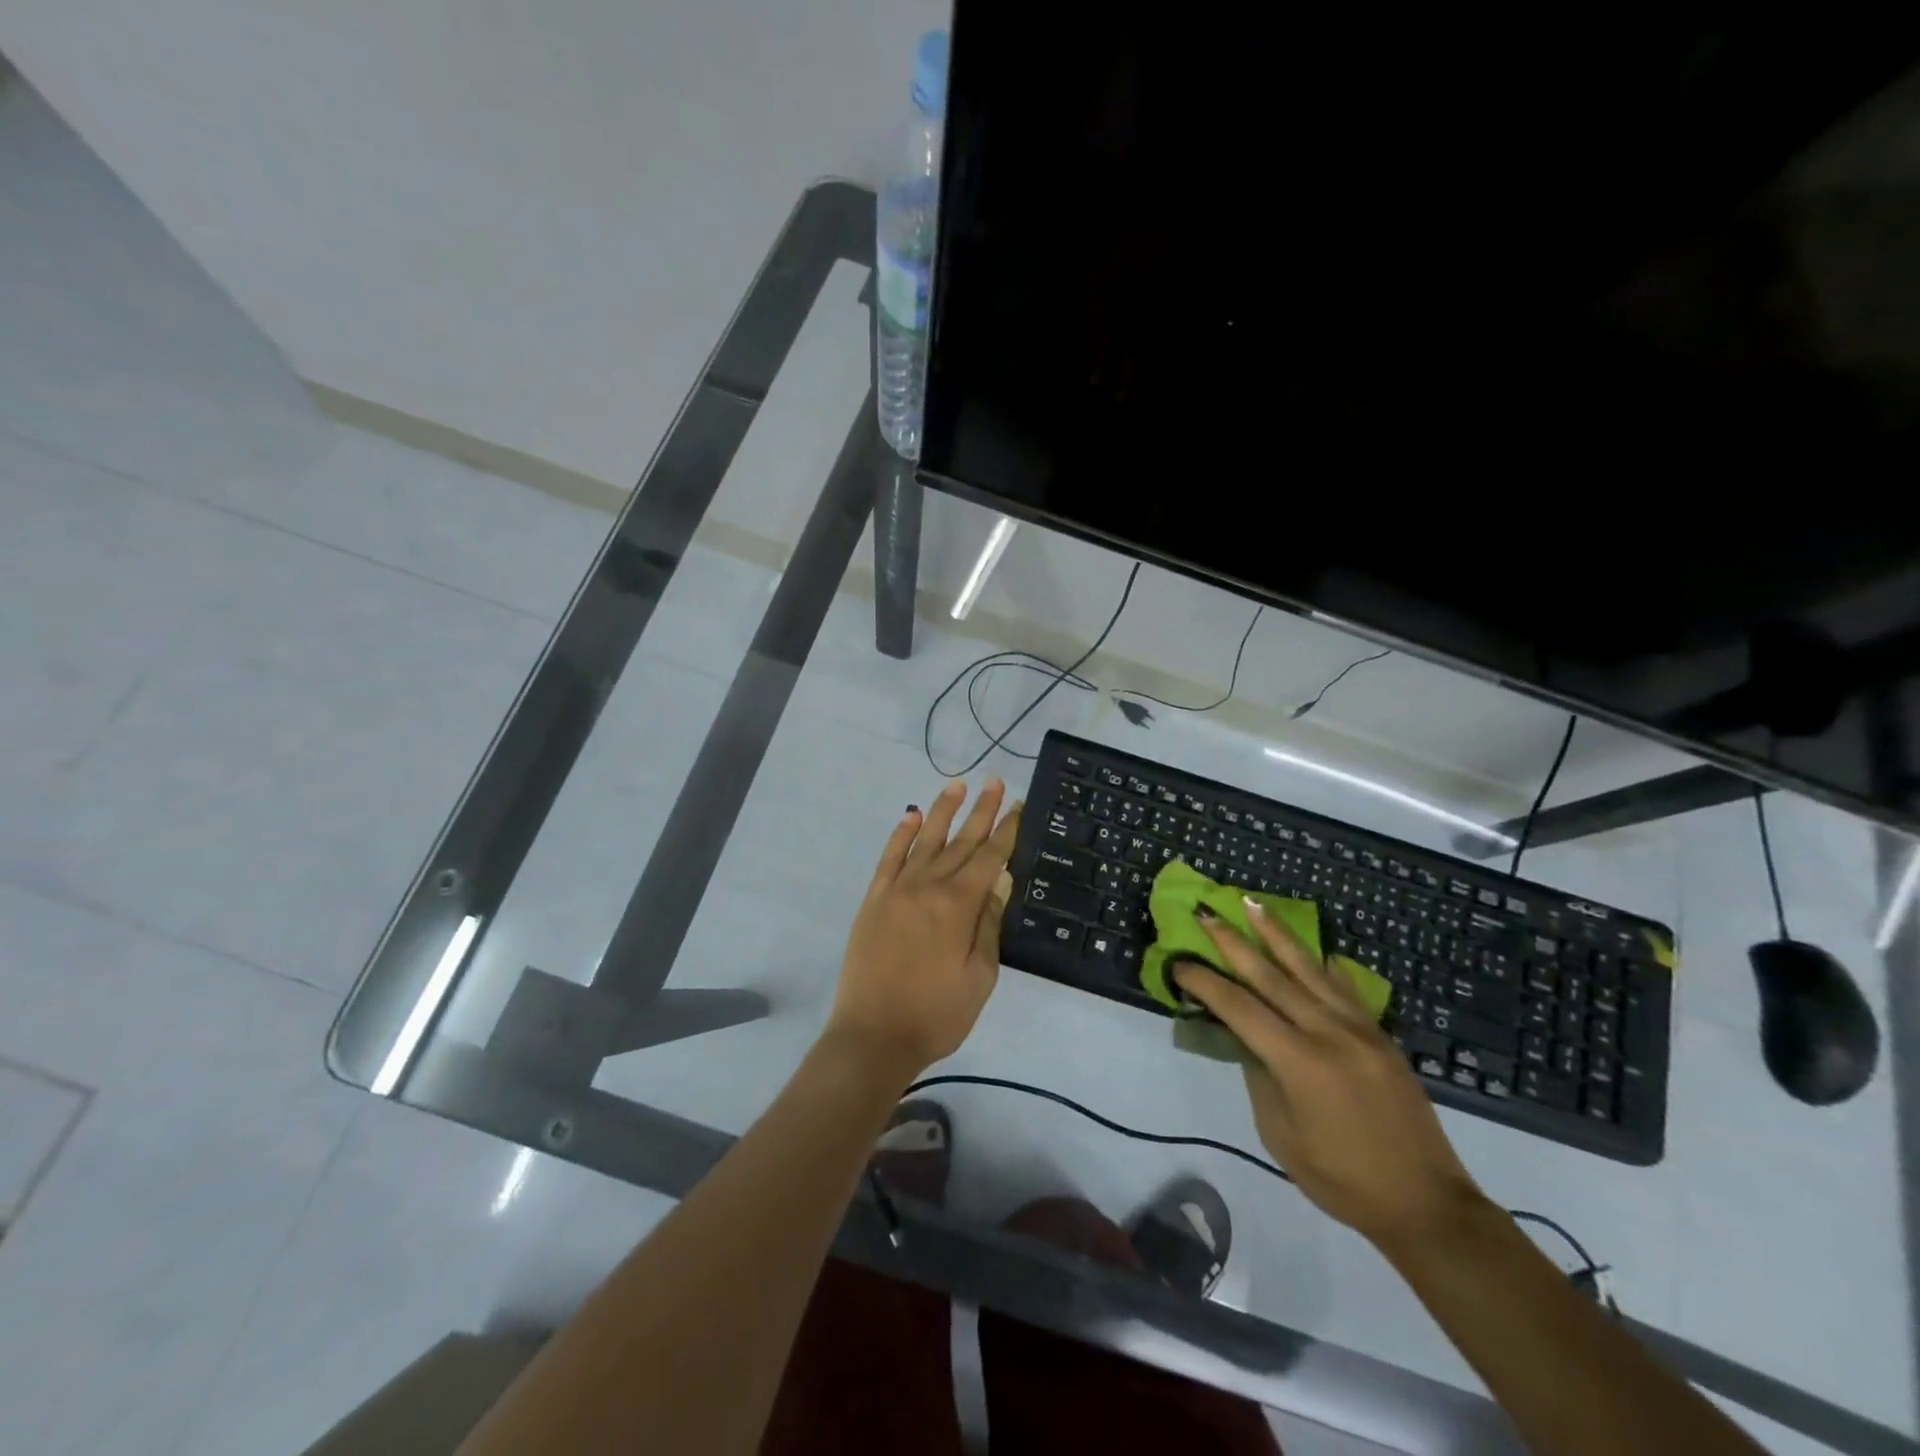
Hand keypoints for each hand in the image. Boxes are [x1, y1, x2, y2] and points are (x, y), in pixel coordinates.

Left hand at [824, 780, 1021, 1083]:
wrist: (874, 1036)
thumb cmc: (937, 1014)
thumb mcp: (979, 977)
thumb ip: (989, 924)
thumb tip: (999, 881)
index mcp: (958, 906)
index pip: (989, 858)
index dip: (1006, 831)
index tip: (1018, 805)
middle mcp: (928, 886)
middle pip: (961, 842)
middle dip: (981, 811)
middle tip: (995, 782)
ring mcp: (897, 890)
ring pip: (924, 840)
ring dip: (942, 811)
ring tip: (957, 786)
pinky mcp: (874, 900)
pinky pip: (889, 858)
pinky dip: (900, 835)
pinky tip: (910, 816)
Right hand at [1174, 900, 1487, 1252]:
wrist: (1426, 1203)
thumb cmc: (1342, 1179)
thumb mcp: (1280, 1134)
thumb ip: (1259, 1076)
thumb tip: (1247, 1038)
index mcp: (1298, 1061)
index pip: (1238, 1007)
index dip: (1204, 982)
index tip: (1179, 964)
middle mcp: (1328, 1032)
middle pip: (1270, 975)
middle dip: (1232, 942)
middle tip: (1205, 914)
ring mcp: (1359, 1028)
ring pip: (1309, 968)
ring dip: (1276, 933)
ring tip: (1252, 903)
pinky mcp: (1380, 1034)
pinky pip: (1345, 987)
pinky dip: (1323, 964)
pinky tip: (1313, 950)